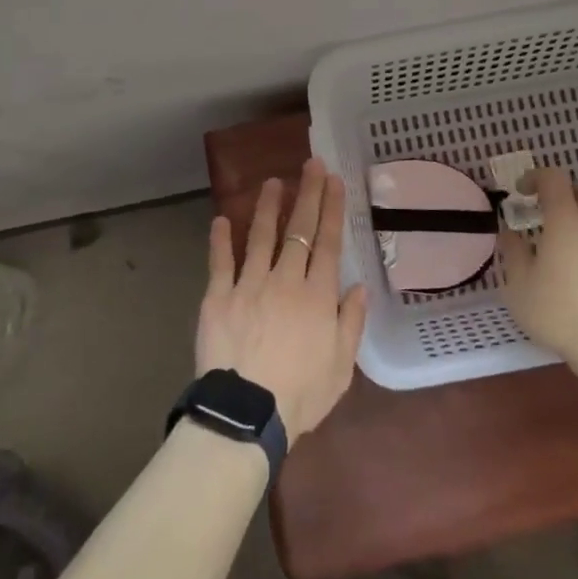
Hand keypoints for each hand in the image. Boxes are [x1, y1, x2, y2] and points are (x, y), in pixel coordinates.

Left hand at [197, 157, 368, 444]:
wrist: (246, 414)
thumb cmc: (301, 395)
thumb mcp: (341, 366)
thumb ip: (351, 322)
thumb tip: (359, 286)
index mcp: (317, 295)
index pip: (327, 242)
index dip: (331, 208)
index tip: (334, 180)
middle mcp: (285, 280)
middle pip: (298, 230)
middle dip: (307, 193)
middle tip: (311, 164)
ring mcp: (249, 284)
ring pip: (260, 236)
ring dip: (267, 207)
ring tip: (272, 182)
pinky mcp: (218, 296)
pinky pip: (220, 262)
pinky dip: (220, 240)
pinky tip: (221, 219)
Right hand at [500, 168, 577, 374]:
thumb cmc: (560, 313)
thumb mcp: (519, 286)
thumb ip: (512, 252)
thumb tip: (509, 232)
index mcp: (567, 220)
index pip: (554, 179)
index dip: (535, 177)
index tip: (521, 192)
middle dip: (566, 194)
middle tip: (547, 215)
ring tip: (566, 242)